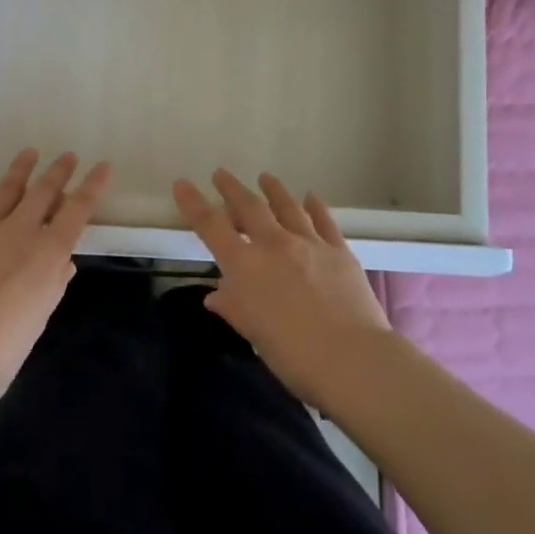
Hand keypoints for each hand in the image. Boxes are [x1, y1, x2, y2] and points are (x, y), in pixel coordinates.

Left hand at [0, 149, 110, 390]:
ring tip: (29, 153)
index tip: (102, 167)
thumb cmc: (8, 341)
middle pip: (43, 191)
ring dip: (20, 169)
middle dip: (58, 171)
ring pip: (6, 190)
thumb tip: (63, 261)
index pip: (77, 209)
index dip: (92, 186)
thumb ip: (54, 281)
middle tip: (67, 156)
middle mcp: (20, 230)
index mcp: (49, 251)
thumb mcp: (43, 313)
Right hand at [173, 169, 392, 406]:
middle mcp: (274, 245)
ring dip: (273, 190)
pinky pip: (324, 221)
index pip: (211, 226)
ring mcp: (309, 243)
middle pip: (249, 207)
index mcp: (246, 266)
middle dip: (232, 188)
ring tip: (265, 177)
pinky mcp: (339, 250)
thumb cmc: (293, 355)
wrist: (352, 358)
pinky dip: (315, 206)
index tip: (182, 184)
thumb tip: (215, 294)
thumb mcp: (254, 333)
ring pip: (287, 206)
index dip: (194, 203)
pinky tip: (310, 197)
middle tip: (221, 174)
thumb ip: (233, 308)